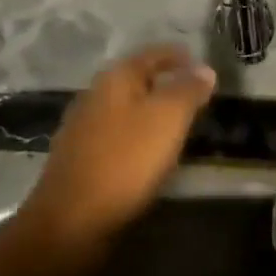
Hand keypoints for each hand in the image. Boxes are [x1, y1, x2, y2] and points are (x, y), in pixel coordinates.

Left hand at [16, 45, 215, 263]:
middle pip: (139, 79)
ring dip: (152, 112)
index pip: (155, 53)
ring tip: (178, 127)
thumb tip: (205, 69)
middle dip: (167, 85)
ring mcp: (83, 126)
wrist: (69, 222)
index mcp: (116, 76)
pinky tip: (148, 154)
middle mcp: (95, 93)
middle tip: (197, 99)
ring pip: (127, 108)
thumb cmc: (125, 160)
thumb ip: (188, 90)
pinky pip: (117, 134)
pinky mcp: (79, 157)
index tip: (205, 69)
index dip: (181, 57)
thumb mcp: (168, 119)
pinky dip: (137, 136)